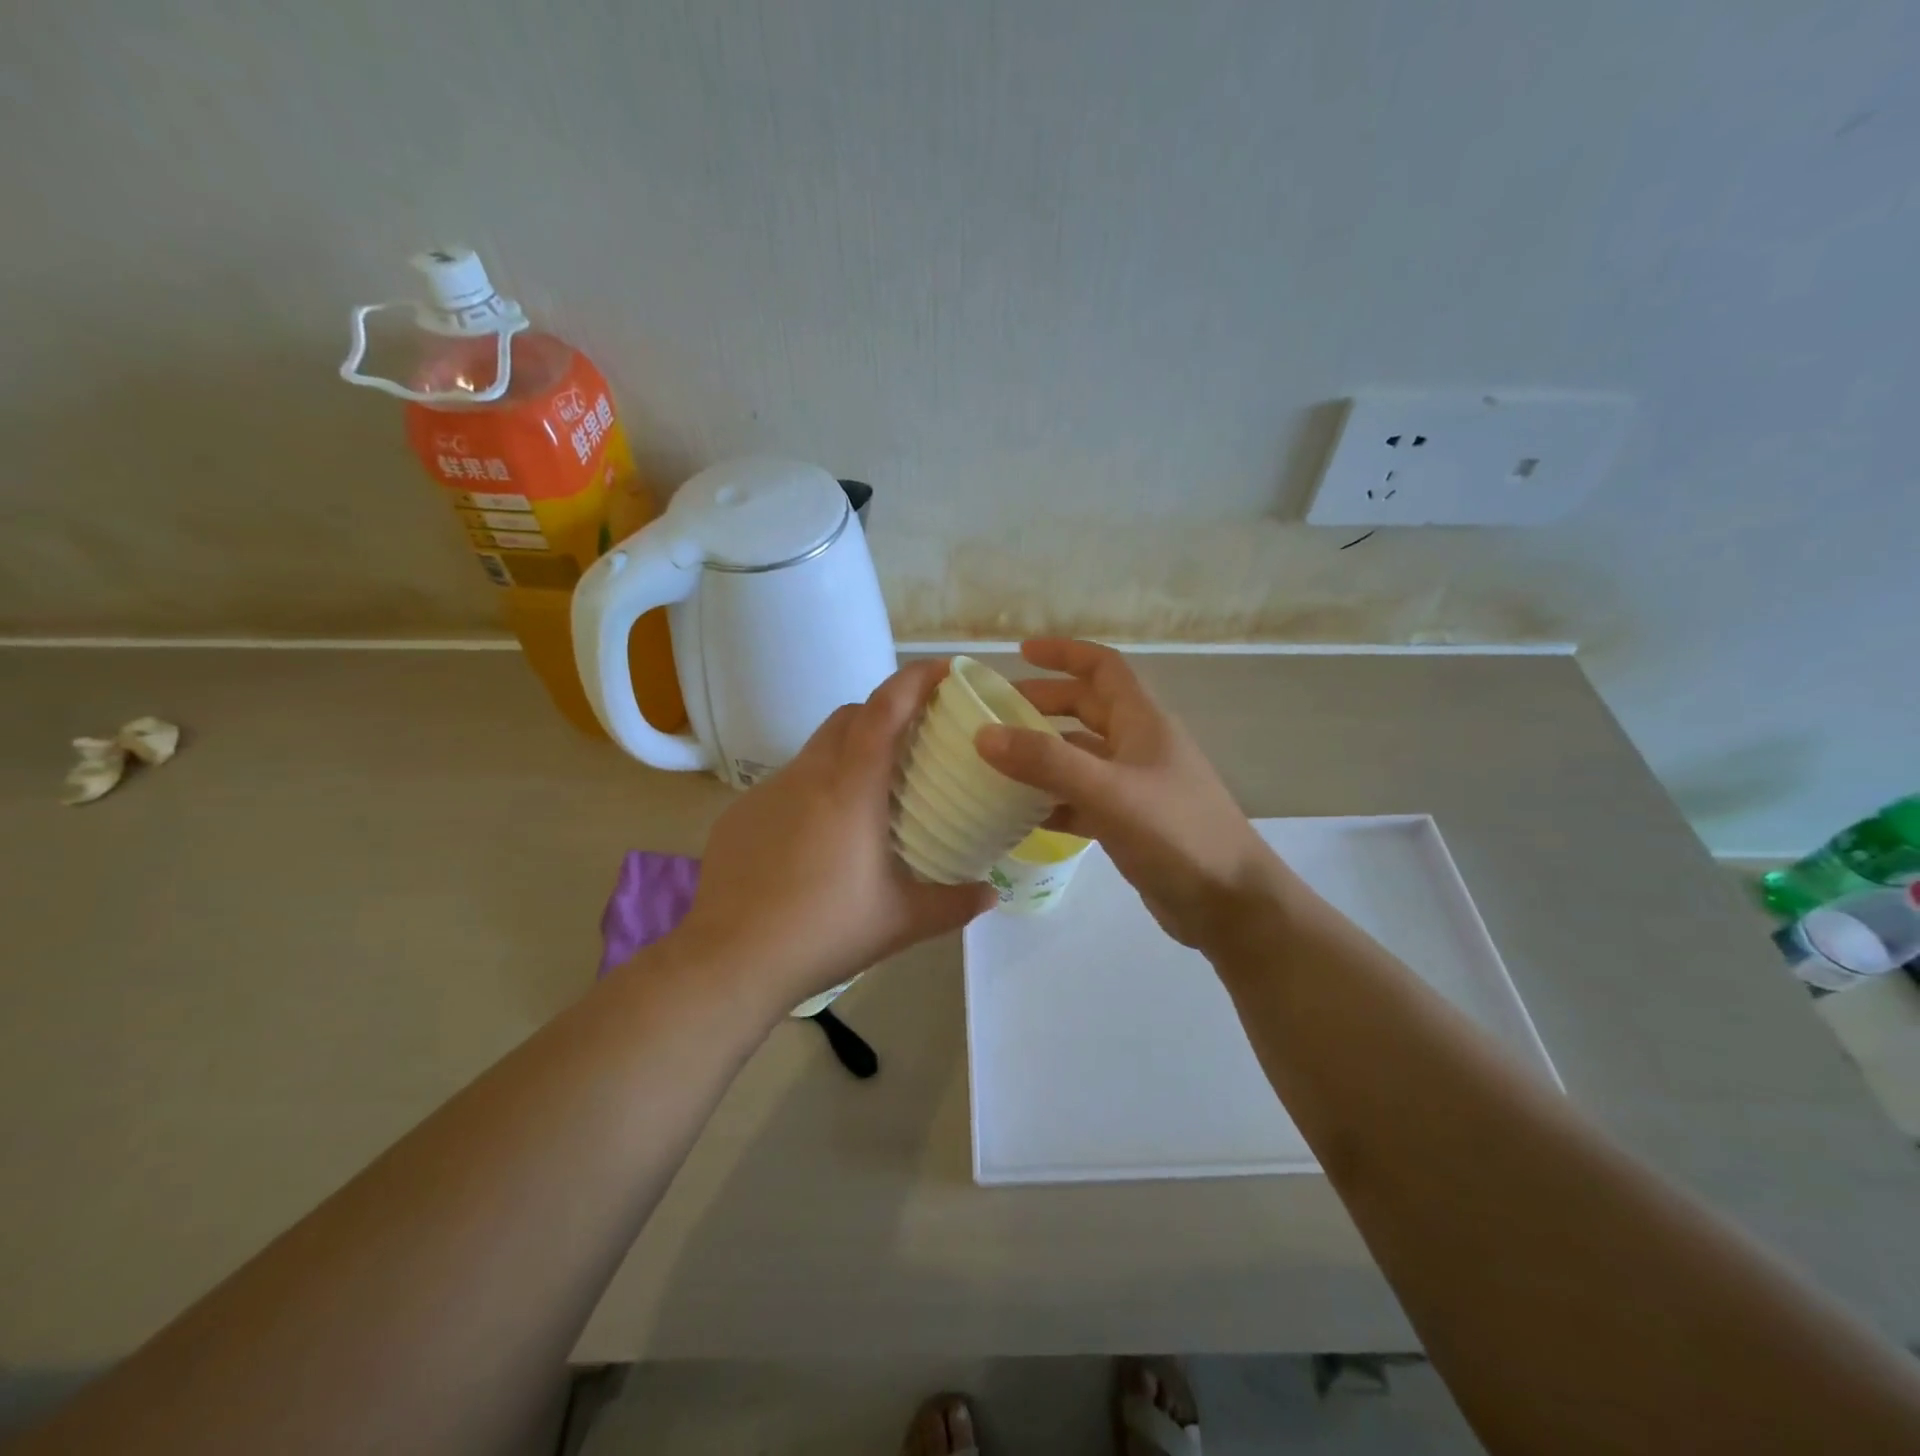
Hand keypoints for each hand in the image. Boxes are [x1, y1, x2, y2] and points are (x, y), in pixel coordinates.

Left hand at [675, 660, 995, 1014]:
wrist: (730, 961)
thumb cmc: (824, 932)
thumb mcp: (901, 921)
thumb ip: (954, 904)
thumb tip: (992, 895)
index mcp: (851, 789)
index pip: (884, 710)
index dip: (914, 680)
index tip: (943, 670)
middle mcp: (807, 776)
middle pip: (848, 716)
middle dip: (882, 711)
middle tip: (912, 740)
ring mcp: (767, 792)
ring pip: (815, 750)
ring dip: (847, 753)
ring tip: (868, 795)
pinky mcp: (740, 814)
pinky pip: (787, 784)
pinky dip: (813, 789)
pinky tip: (818, 838)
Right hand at [973, 639, 1281, 949]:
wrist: (1229, 904)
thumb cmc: (1176, 834)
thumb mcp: (1108, 791)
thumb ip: (1047, 762)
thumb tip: (984, 734)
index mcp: (1143, 722)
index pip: (1102, 666)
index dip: (1063, 653)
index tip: (1019, 653)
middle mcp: (1139, 746)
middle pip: (1086, 709)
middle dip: (1042, 704)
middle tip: (995, 714)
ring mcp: (1135, 786)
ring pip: (1081, 756)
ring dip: (1042, 755)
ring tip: (995, 763)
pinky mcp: (1129, 823)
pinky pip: (1082, 799)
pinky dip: (1052, 800)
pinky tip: (1020, 814)